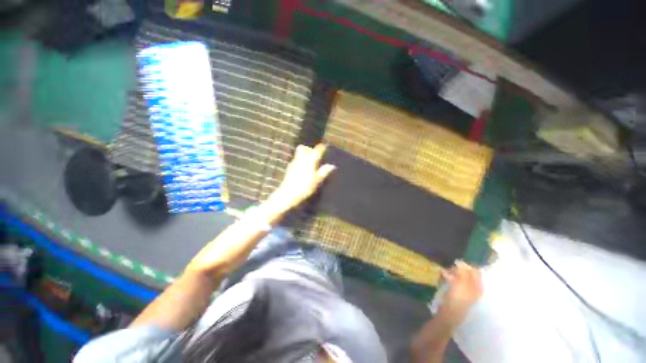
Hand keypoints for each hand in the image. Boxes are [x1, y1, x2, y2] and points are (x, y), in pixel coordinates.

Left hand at [269, 144, 335, 210]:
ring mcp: (293, 163)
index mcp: (309, 161)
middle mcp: (300, 159)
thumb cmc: (305, 187)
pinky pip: (295, 160)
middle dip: (309, 149)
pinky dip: (300, 161)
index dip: (321, 147)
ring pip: (298, 154)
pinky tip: (302, 169)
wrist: (288, 194)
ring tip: (310, 163)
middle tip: (315, 155)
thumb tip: (332, 166)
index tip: (324, 147)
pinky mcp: (289, 168)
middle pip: (303, 148)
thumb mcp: (317, 181)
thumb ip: (324, 172)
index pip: (316, 150)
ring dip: (304, 155)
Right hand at [437, 261, 482, 327]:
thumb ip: (463, 271)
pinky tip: (443, 275)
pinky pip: (454, 280)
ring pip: (459, 276)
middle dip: (458, 269)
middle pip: (467, 273)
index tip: (457, 262)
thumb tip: (461, 262)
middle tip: (450, 267)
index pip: (476, 271)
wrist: (450, 312)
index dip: (467, 265)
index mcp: (478, 286)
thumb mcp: (461, 282)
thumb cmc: (458, 297)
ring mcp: (465, 290)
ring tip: (444, 272)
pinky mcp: (456, 291)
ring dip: (452, 272)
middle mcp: (473, 287)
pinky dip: (449, 277)